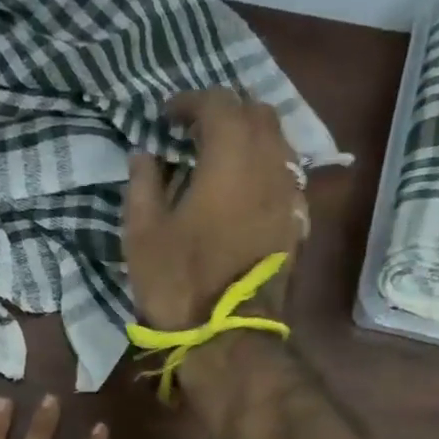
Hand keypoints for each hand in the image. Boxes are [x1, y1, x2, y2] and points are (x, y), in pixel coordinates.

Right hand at [123, 89, 308, 330]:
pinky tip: (243, 189)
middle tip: (195, 130)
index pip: (217, 102)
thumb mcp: (142, 234)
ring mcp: (289, 192)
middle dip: (225, 112)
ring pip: (277, 141)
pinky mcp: (296, 221)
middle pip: (256, 112)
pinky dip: (263, 168)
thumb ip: (143, 184)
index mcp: (229, 156)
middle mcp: (269, 162)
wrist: (229, 336)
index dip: (189, 102)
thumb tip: (144, 154)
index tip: (166, 117)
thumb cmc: (179, 283)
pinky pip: (284, 175)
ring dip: (248, 137)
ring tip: (220, 157)